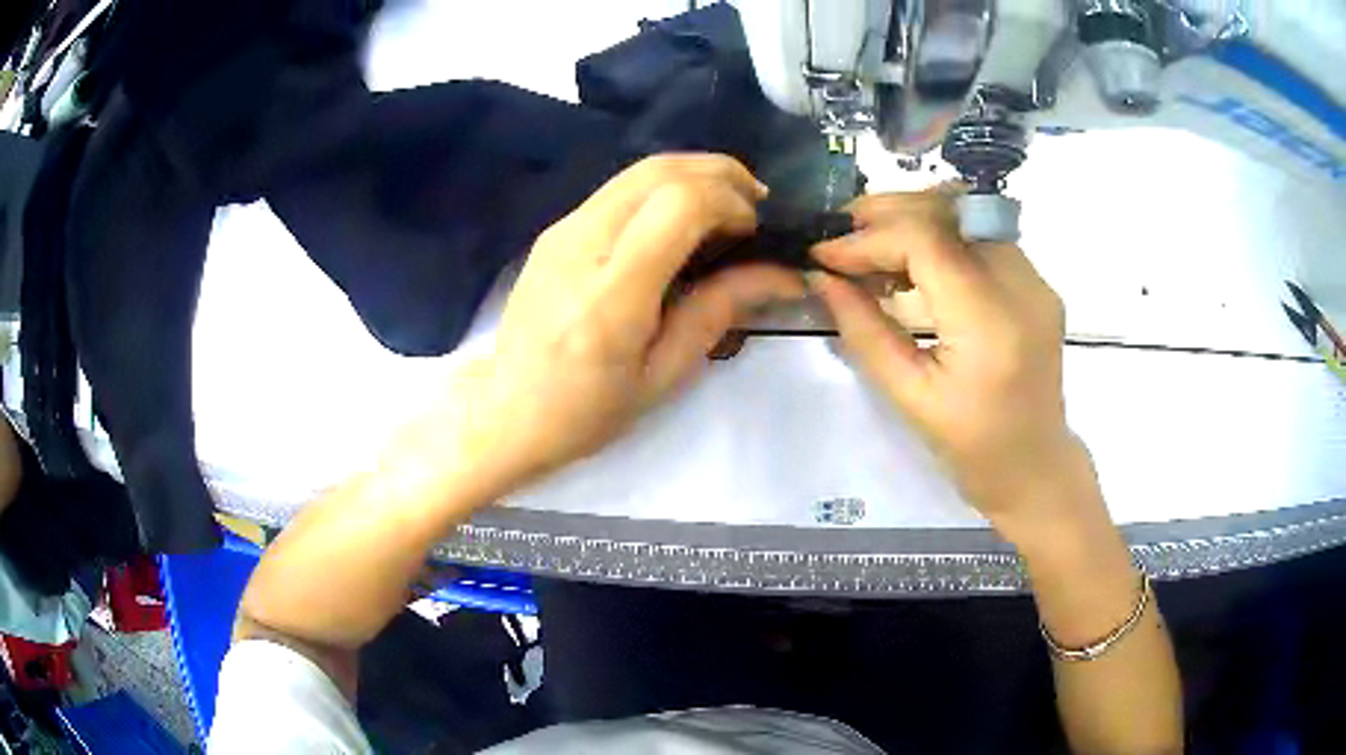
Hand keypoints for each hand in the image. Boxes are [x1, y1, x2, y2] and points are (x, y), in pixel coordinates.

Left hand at [460, 155, 804, 484]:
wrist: (505, 410)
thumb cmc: (587, 411)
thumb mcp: (663, 375)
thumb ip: (719, 310)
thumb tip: (782, 273)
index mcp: (611, 295)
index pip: (679, 205)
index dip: (729, 202)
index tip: (754, 232)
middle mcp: (581, 245)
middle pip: (660, 171)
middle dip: (720, 174)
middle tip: (754, 207)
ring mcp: (562, 230)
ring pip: (639, 170)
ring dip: (694, 174)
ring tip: (726, 208)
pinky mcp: (555, 228)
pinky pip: (619, 188)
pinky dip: (664, 187)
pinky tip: (682, 219)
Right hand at [810, 192, 1089, 536]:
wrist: (1036, 467)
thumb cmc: (972, 449)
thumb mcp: (909, 398)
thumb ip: (864, 331)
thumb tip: (821, 279)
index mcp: (990, 324)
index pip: (926, 242)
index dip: (868, 239)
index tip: (823, 255)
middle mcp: (1022, 285)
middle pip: (949, 212)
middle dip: (886, 213)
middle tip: (839, 233)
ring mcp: (1035, 279)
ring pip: (966, 215)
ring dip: (911, 219)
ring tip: (868, 245)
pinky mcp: (1036, 282)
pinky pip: (981, 237)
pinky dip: (939, 236)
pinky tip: (910, 262)